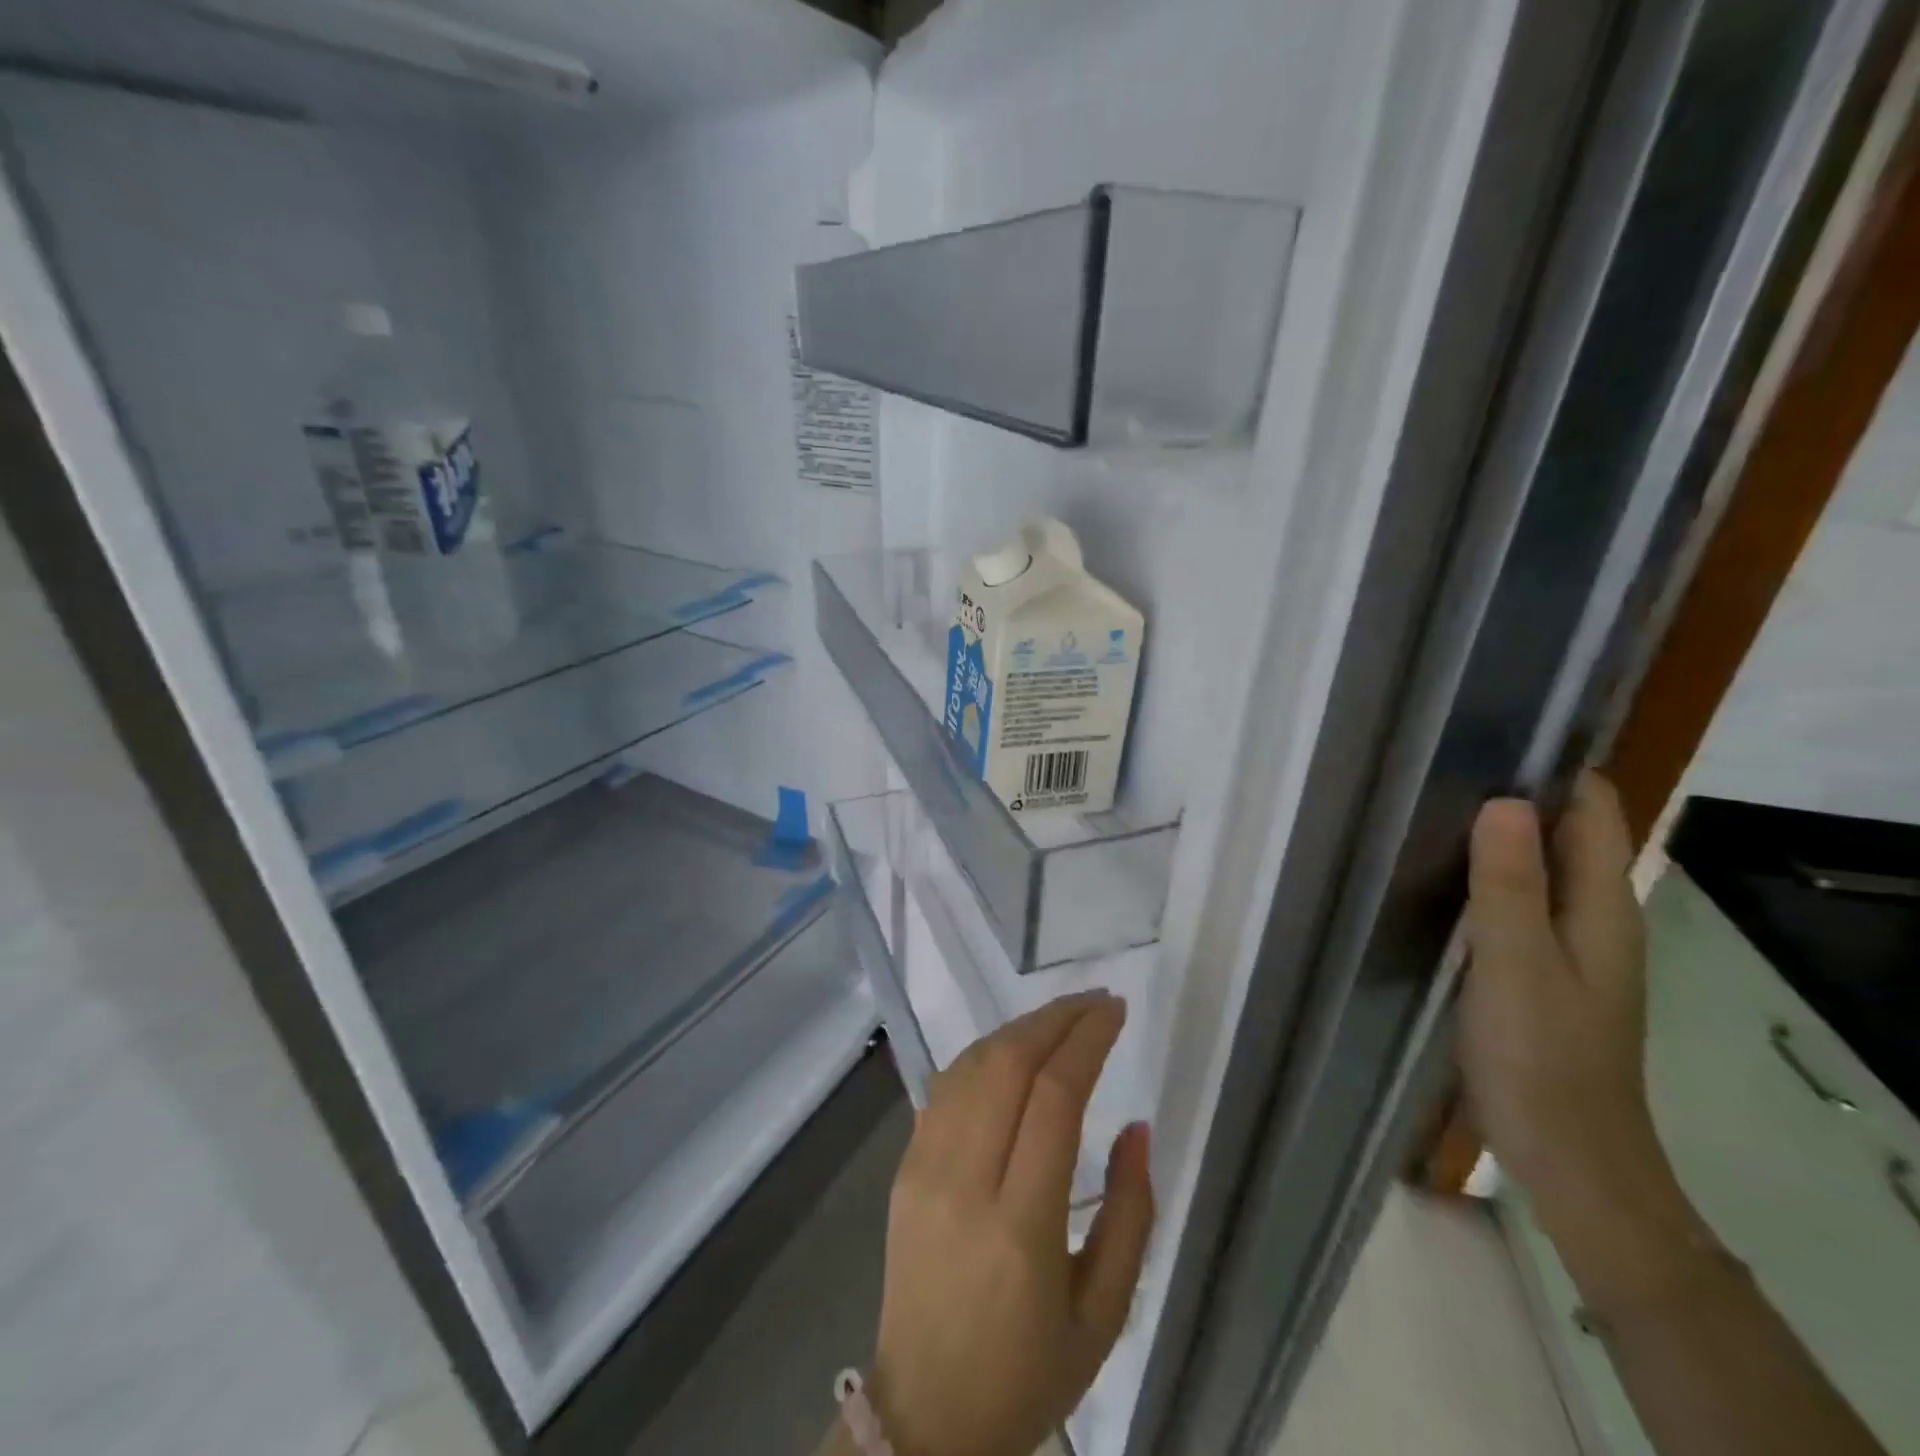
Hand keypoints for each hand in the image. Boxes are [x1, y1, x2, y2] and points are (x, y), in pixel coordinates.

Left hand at [868, 992, 1153, 1455]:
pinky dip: (984, 1053)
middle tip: (1096, 1001)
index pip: (1053, 1097)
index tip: (1117, 1010)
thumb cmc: (1027, 1371)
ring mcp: (924, 1169)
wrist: (924, 1417)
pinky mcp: (903, 1167)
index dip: (1087, 1040)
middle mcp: (964, 1182)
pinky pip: (945, 1087)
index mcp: (1021, 1227)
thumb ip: (1129, 1214)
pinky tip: (1013, 1049)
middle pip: (1007, 1064)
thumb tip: (1136, 1126)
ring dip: (1020, 1028)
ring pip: (971, 1064)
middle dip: (1056, 1018)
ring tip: (1062, 1018)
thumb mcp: (1103, 1314)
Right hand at [1459, 771, 1661, 1208]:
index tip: (1486, 739)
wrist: (1566, 1153)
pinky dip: (1484, 881)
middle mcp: (1595, 917)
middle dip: (1512, 798)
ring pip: (1535, 869)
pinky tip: (1435, 879)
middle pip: (1563, 834)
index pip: (1594, 810)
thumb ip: (1510, 885)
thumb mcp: (1518, 964)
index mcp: (1603, 907)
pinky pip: (1515, 904)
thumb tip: (1503, 801)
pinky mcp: (1540, 971)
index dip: (1553, 770)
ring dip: (1493, 840)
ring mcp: (1567, 947)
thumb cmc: (1542, 1055)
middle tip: (1435, 768)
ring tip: (1424, 810)